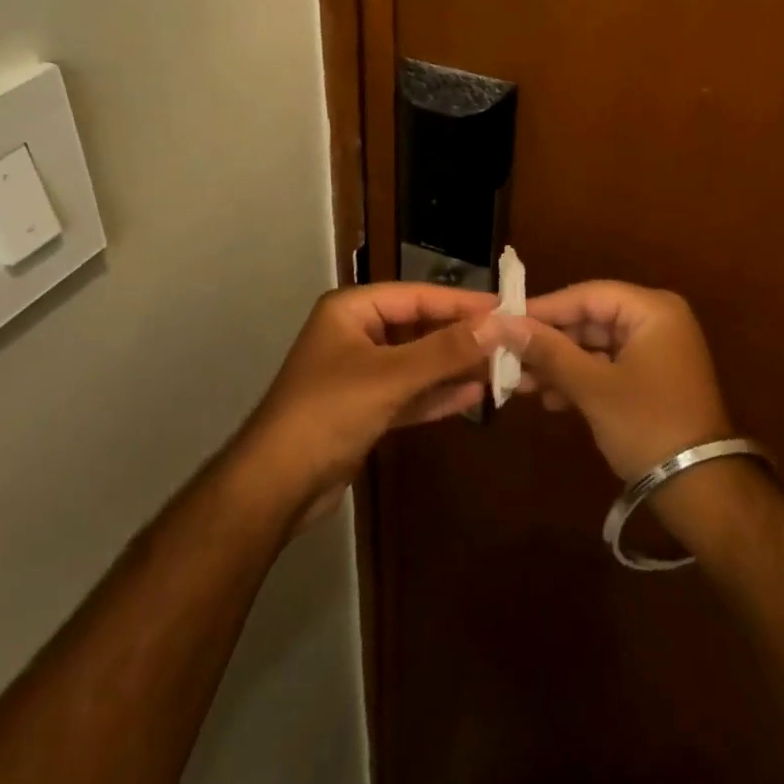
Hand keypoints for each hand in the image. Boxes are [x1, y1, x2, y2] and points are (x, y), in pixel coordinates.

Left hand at [237, 283, 514, 529]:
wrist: (275, 487)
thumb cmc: (329, 413)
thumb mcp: (391, 376)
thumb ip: (445, 350)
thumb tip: (498, 324)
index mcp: (352, 310)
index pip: (418, 296)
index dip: (462, 302)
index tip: (505, 308)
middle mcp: (356, 334)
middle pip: (419, 328)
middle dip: (461, 338)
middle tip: (509, 341)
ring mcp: (360, 373)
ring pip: (417, 362)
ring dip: (453, 367)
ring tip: (499, 367)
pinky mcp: (364, 409)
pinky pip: (409, 393)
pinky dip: (437, 395)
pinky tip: (473, 395)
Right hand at [513, 281, 732, 482]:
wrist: (702, 491)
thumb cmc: (647, 425)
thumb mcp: (592, 387)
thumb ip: (548, 351)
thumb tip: (502, 324)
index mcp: (653, 310)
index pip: (587, 295)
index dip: (544, 308)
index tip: (504, 321)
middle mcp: (657, 321)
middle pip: (590, 320)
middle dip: (550, 343)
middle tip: (508, 356)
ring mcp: (657, 351)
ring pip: (595, 346)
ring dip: (560, 365)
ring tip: (520, 384)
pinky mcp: (652, 379)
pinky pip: (608, 367)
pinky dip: (580, 380)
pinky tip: (549, 400)